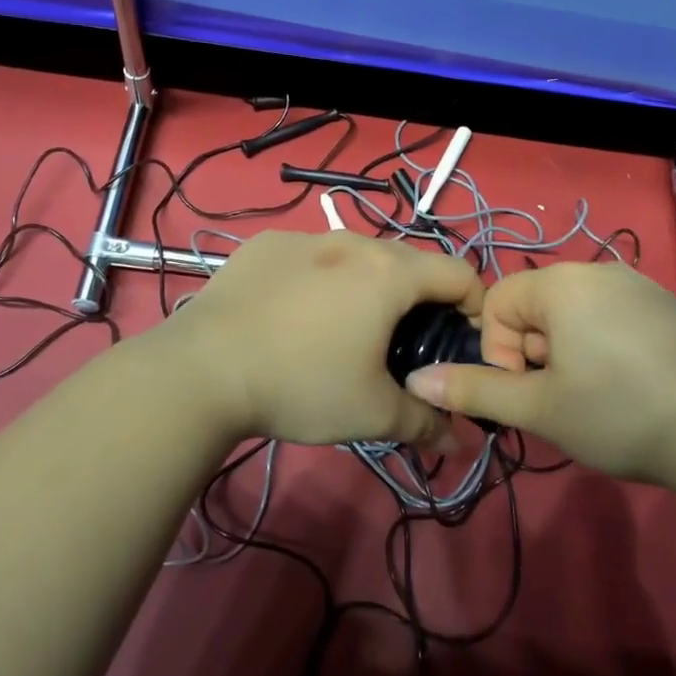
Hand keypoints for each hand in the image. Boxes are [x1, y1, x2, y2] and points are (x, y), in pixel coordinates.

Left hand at [161, 230, 483, 447]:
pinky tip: (292, 316)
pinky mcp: (263, 245)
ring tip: (344, 330)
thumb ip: (426, 423)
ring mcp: (303, 236)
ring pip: (355, 256)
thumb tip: (460, 439)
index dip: (473, 307)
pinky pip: (309, 256)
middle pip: (407, 263)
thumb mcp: (372, 413)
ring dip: (366, 286)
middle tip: (401, 346)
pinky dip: (318, 279)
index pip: (459, 272)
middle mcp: (351, 241)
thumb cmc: (301, 385)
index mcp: (389, 272)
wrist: (202, 371)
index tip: (459, 343)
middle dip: (417, 300)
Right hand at [403, 263, 675, 495]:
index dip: (498, 351)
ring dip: (568, 355)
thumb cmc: (621, 414)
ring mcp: (641, 287)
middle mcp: (598, 271)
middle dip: (535, 355)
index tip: (527, 392)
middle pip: (536, 307)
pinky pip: (613, 320)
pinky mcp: (671, 309)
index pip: (496, 302)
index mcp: (561, 283)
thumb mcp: (540, 408)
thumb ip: (475, 389)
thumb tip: (417, 379)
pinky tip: (632, 390)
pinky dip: (605, 350)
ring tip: (597, 399)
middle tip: (563, 400)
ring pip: (575, 317)